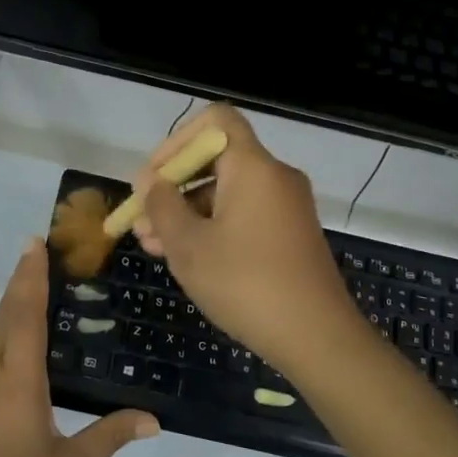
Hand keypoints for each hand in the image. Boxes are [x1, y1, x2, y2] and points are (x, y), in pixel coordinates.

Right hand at [131, 104, 361, 376]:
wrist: (317, 337)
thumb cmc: (246, 284)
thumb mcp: (189, 246)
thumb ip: (163, 207)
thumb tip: (153, 183)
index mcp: (253, 167)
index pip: (216, 119)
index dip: (177, 140)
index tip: (153, 177)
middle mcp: (274, 176)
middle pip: (216, 158)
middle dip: (173, 185)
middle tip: (141, 218)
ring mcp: (286, 206)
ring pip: (226, 191)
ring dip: (187, 211)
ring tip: (151, 245)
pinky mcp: (290, 234)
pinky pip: (244, 213)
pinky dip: (213, 225)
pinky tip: (184, 256)